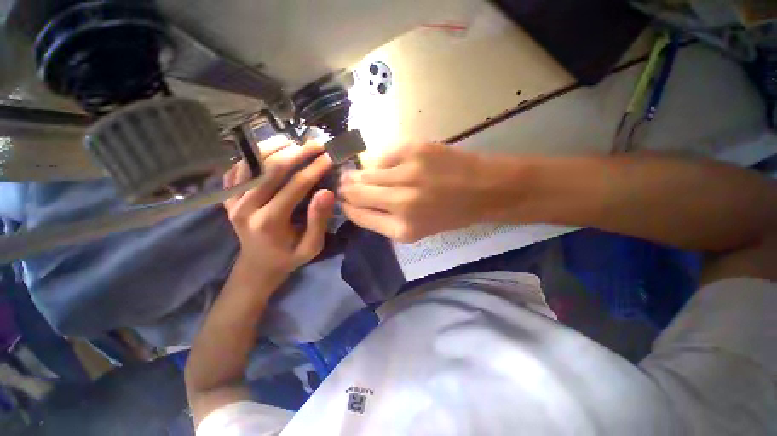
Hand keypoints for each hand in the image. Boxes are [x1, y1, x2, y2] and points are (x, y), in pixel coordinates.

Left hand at [223, 142, 334, 288]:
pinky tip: (268, 151)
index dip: (315, 168)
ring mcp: (231, 201)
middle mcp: (245, 207)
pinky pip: (236, 169)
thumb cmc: (289, 257)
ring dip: (273, 148)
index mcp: (269, 222)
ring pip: (251, 163)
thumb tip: (327, 192)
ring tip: (294, 142)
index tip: (330, 156)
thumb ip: (318, 220)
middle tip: (317, 144)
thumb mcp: (311, 246)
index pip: (295, 185)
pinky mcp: (227, 197)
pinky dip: (252, 156)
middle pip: (271, 169)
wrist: (257, 266)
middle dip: (298, 152)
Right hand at [340, 142, 512, 241]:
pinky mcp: (414, 149)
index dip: (348, 207)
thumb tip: (358, 202)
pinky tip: (384, 165)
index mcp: (402, 228)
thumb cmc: (451, 214)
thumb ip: (385, 220)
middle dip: (346, 188)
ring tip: (356, 173)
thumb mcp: (417, 229)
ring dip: (358, 174)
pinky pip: (383, 155)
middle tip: (344, 184)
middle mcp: (401, 202)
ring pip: (366, 172)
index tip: (344, 201)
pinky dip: (379, 161)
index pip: (359, 215)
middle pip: (356, 192)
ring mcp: (407, 173)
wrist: (483, 189)